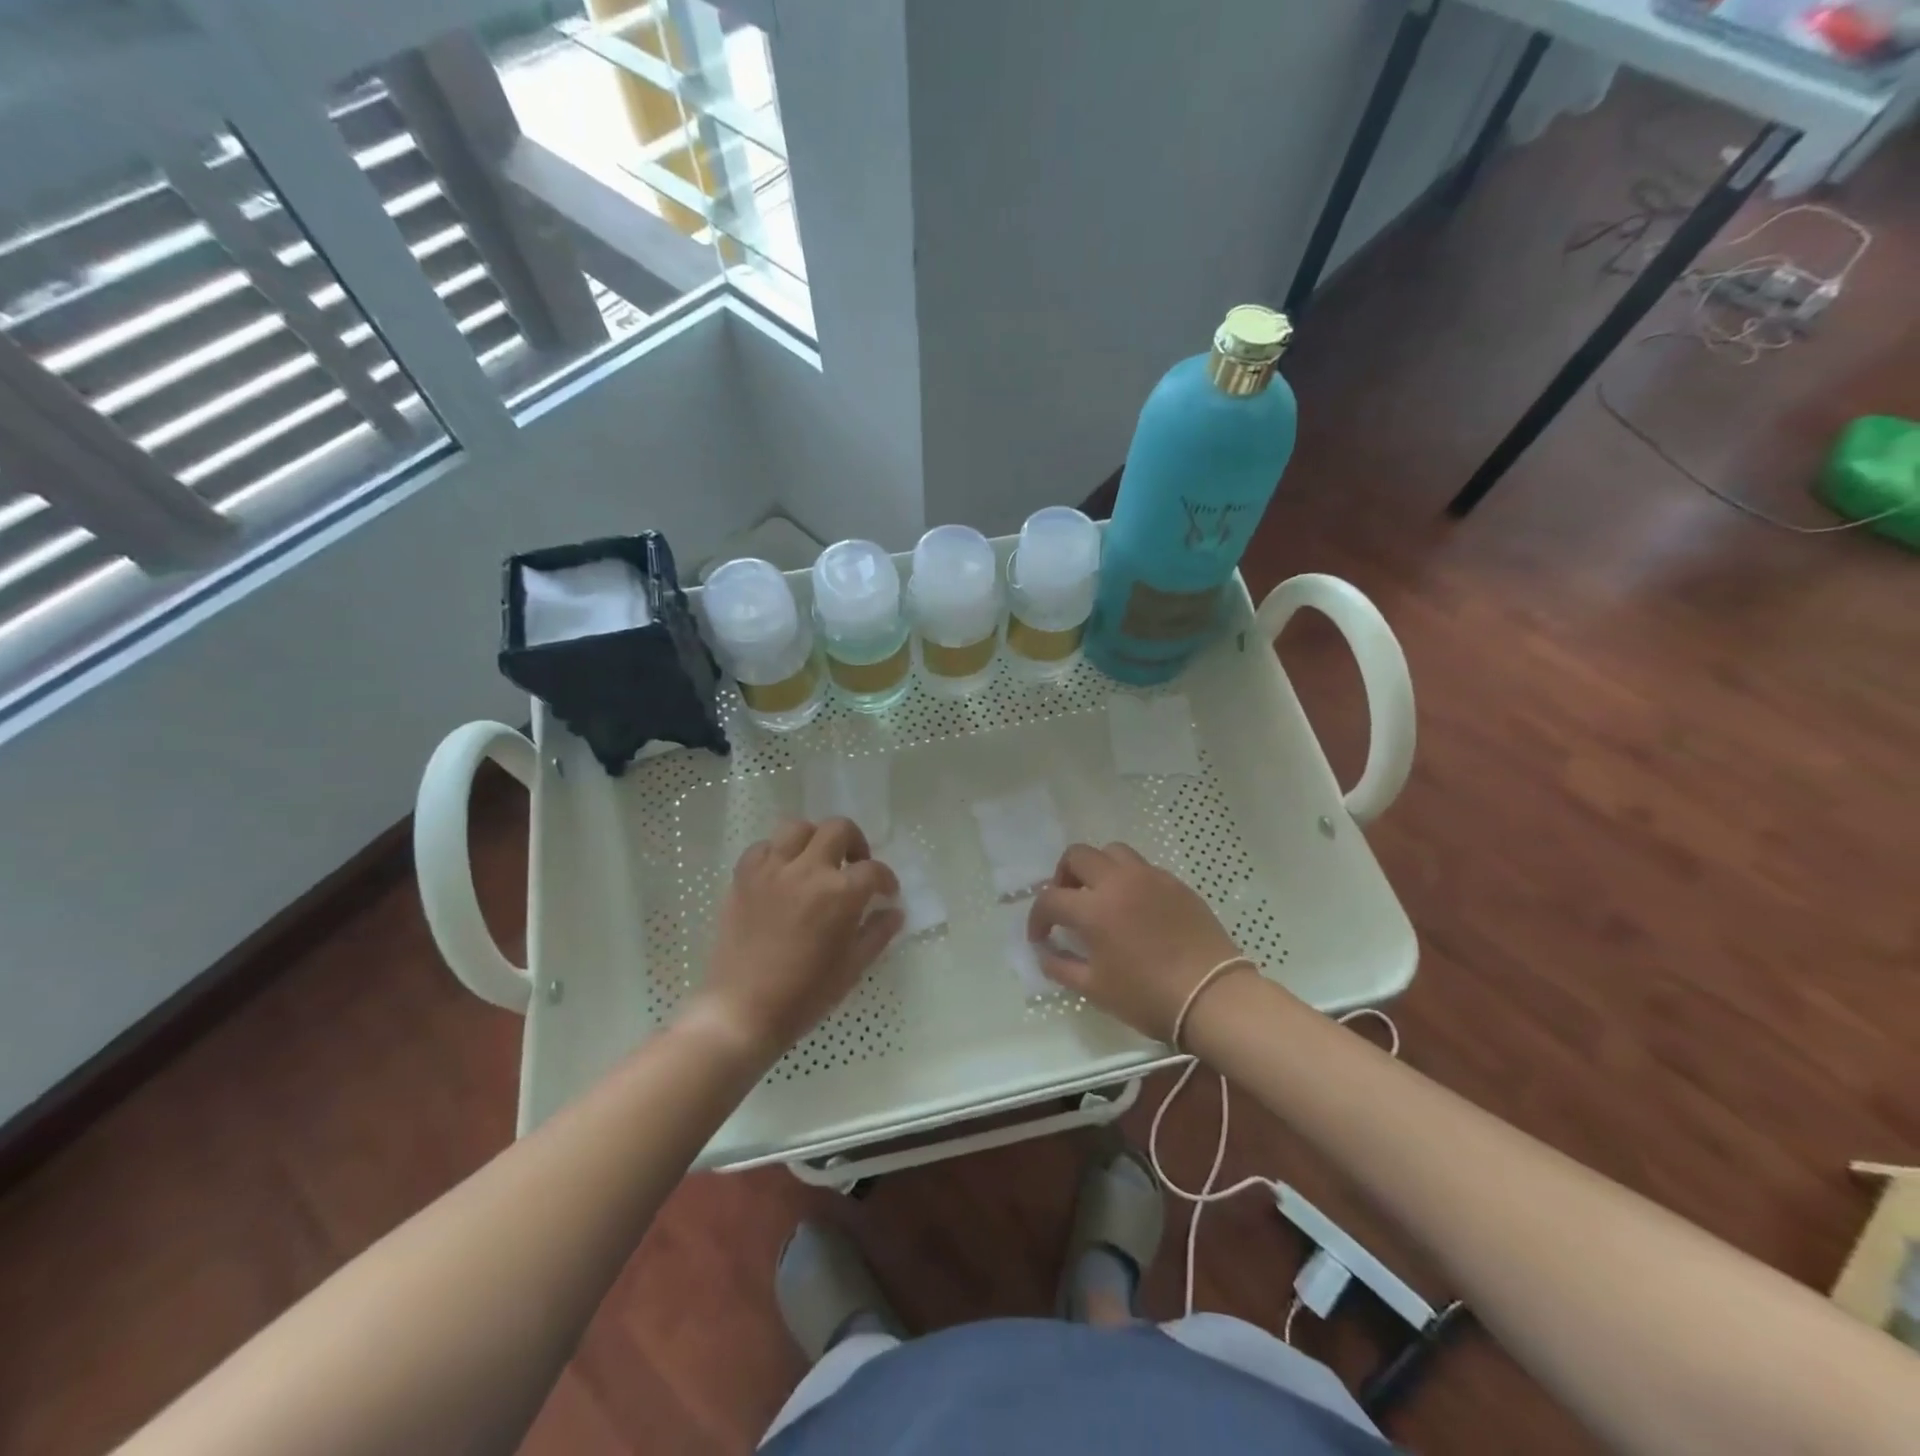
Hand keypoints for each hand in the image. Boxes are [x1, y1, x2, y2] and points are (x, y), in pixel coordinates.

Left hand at [694, 818, 902, 1060]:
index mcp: (841, 894)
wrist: (741, 1012)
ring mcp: (772, 870)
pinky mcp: (743, 877)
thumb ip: (877, 933)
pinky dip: (776, 853)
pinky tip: (781, 874)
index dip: (886, 880)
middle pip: (838, 829)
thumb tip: (894, 912)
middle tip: (854, 865)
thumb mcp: (852, 968)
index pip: (874, 870)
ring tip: (817, 862)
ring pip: (798, 827)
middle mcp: (808, 870)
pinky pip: (762, 847)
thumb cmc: (804, 995)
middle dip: (855, 843)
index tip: (886, 893)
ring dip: (815, 839)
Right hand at [1027, 843, 1244, 1041]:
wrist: (1213, 997)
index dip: (1038, 918)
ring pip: (1112, 851)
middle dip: (1063, 877)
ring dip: (1097, 868)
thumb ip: (1061, 966)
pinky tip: (1134, 907)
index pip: (1050, 899)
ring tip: (1100, 896)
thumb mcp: (1096, 989)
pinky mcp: (1175, 883)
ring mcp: (1150, 878)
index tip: (1041, 937)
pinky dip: (1128, 878)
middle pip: (1078, 856)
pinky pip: (1142, 867)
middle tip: (1067, 904)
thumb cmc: (1149, 997)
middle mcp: (1119, 881)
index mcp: (1094, 909)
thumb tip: (1044, 952)